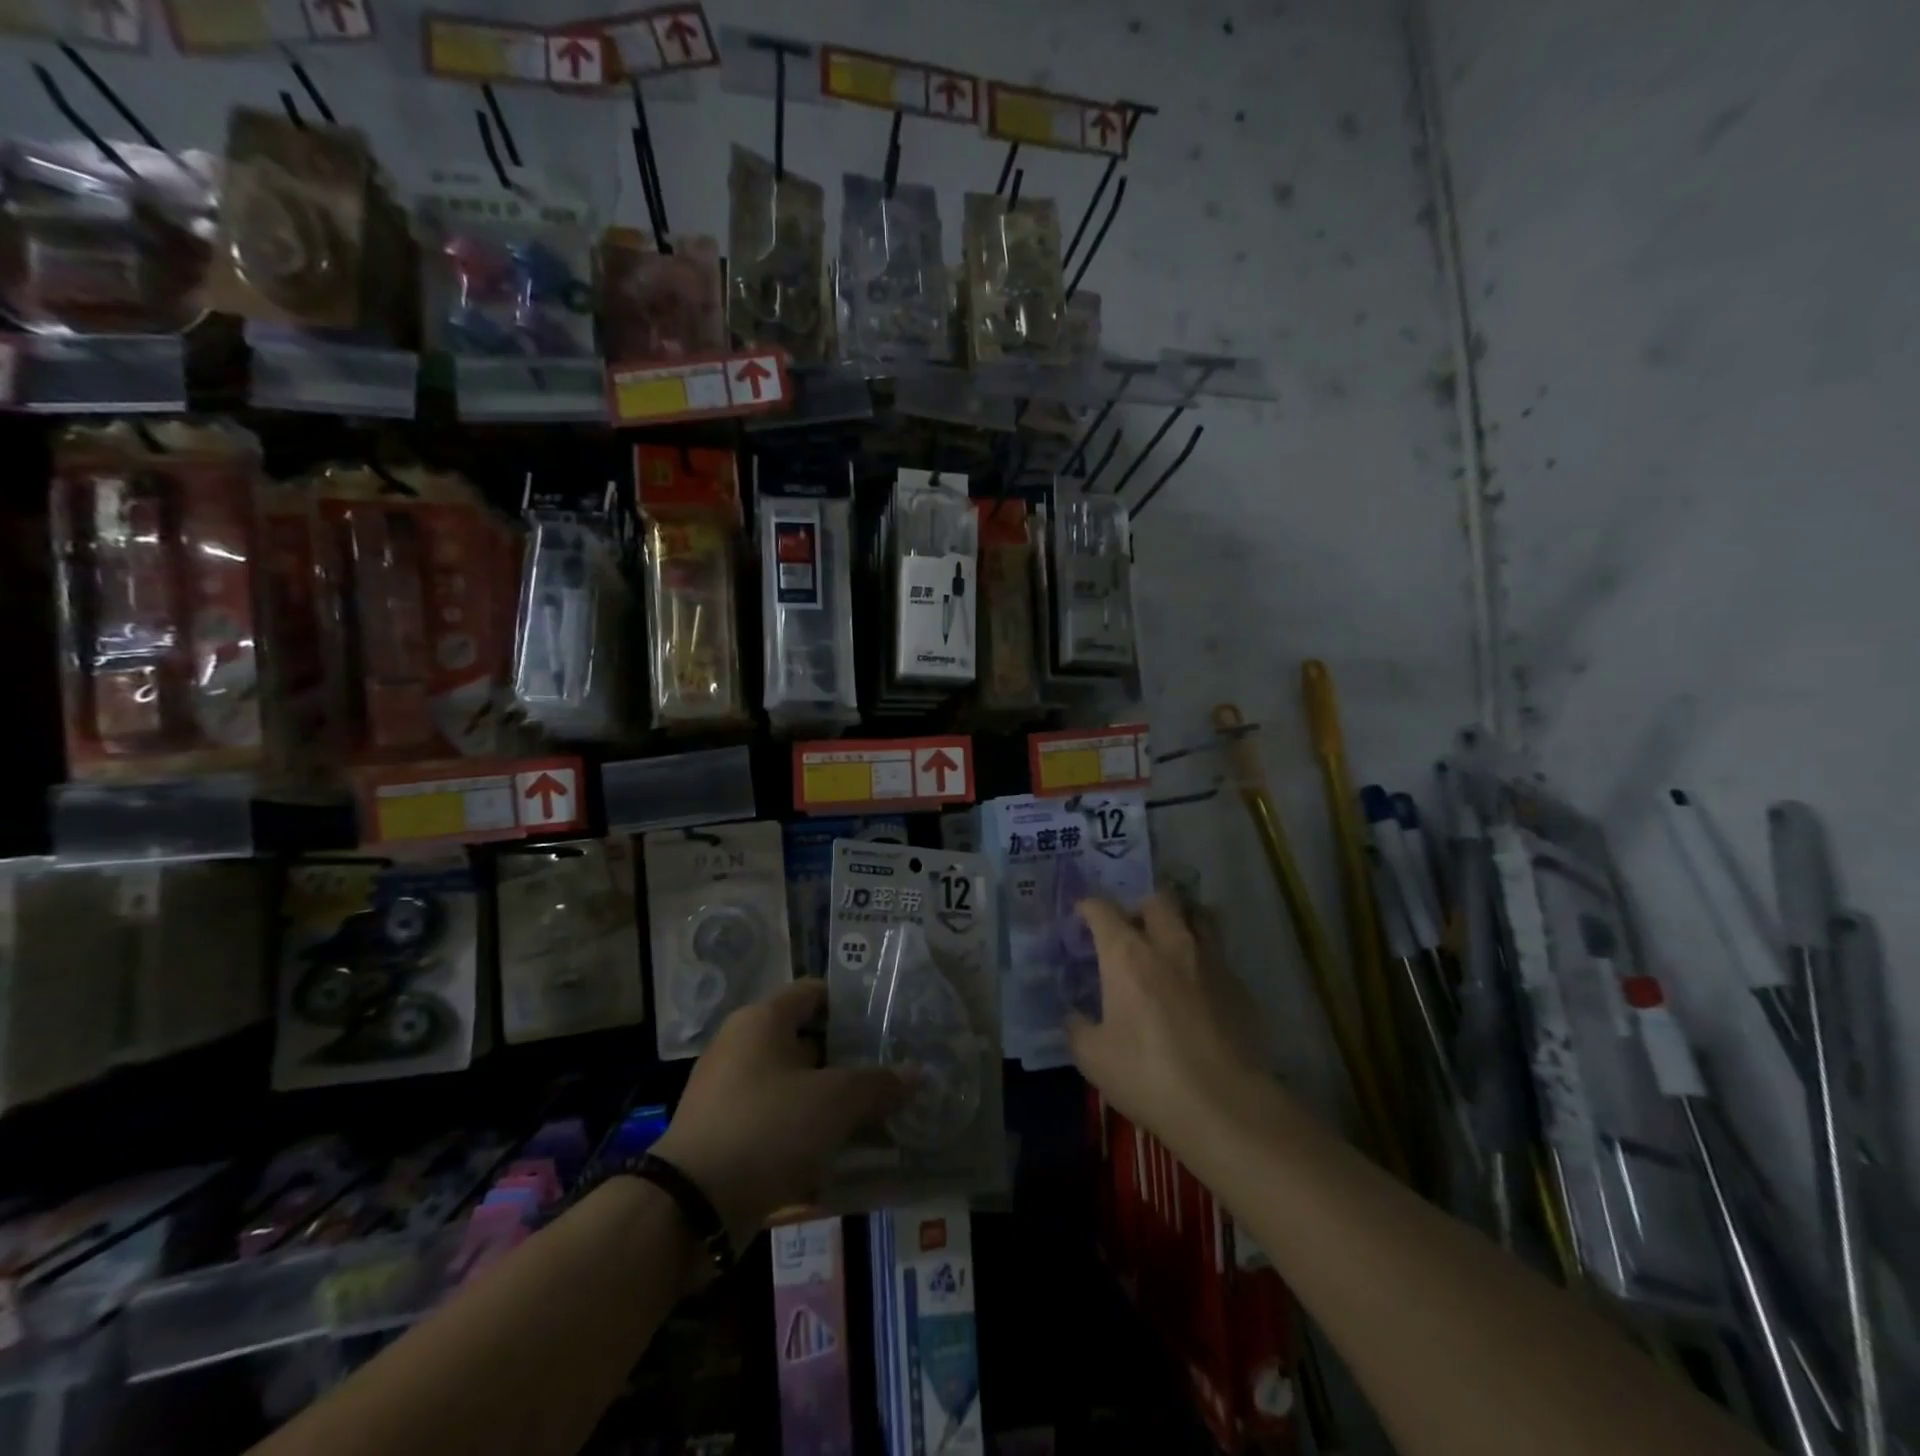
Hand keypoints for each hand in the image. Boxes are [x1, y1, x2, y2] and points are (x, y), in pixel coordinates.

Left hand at [654, 980, 904, 1246]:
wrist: (690, 1208)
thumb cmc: (767, 1127)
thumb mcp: (834, 1102)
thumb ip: (878, 1084)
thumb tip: (917, 1073)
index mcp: (762, 1020)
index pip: (815, 993)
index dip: (852, 1003)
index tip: (889, 1022)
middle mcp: (743, 1047)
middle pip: (808, 1043)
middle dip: (851, 1060)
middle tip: (894, 1073)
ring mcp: (731, 1095)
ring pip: (796, 1088)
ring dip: (833, 1103)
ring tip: (880, 1118)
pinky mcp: (726, 1138)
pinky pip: (779, 1125)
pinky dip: (809, 1136)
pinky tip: (845, 1157)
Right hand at [1067, 893, 1261, 1148]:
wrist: (1225, 1106)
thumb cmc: (1148, 1076)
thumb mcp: (1093, 1058)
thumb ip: (1078, 1027)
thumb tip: (1075, 1015)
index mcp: (1127, 953)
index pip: (1102, 909)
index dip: (1088, 907)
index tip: (1082, 917)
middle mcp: (1169, 943)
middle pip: (1158, 898)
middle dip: (1141, 905)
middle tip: (1132, 928)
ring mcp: (1210, 960)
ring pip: (1198, 914)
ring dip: (1181, 918)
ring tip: (1171, 939)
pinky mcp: (1239, 984)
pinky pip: (1219, 953)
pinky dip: (1204, 956)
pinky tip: (1198, 984)